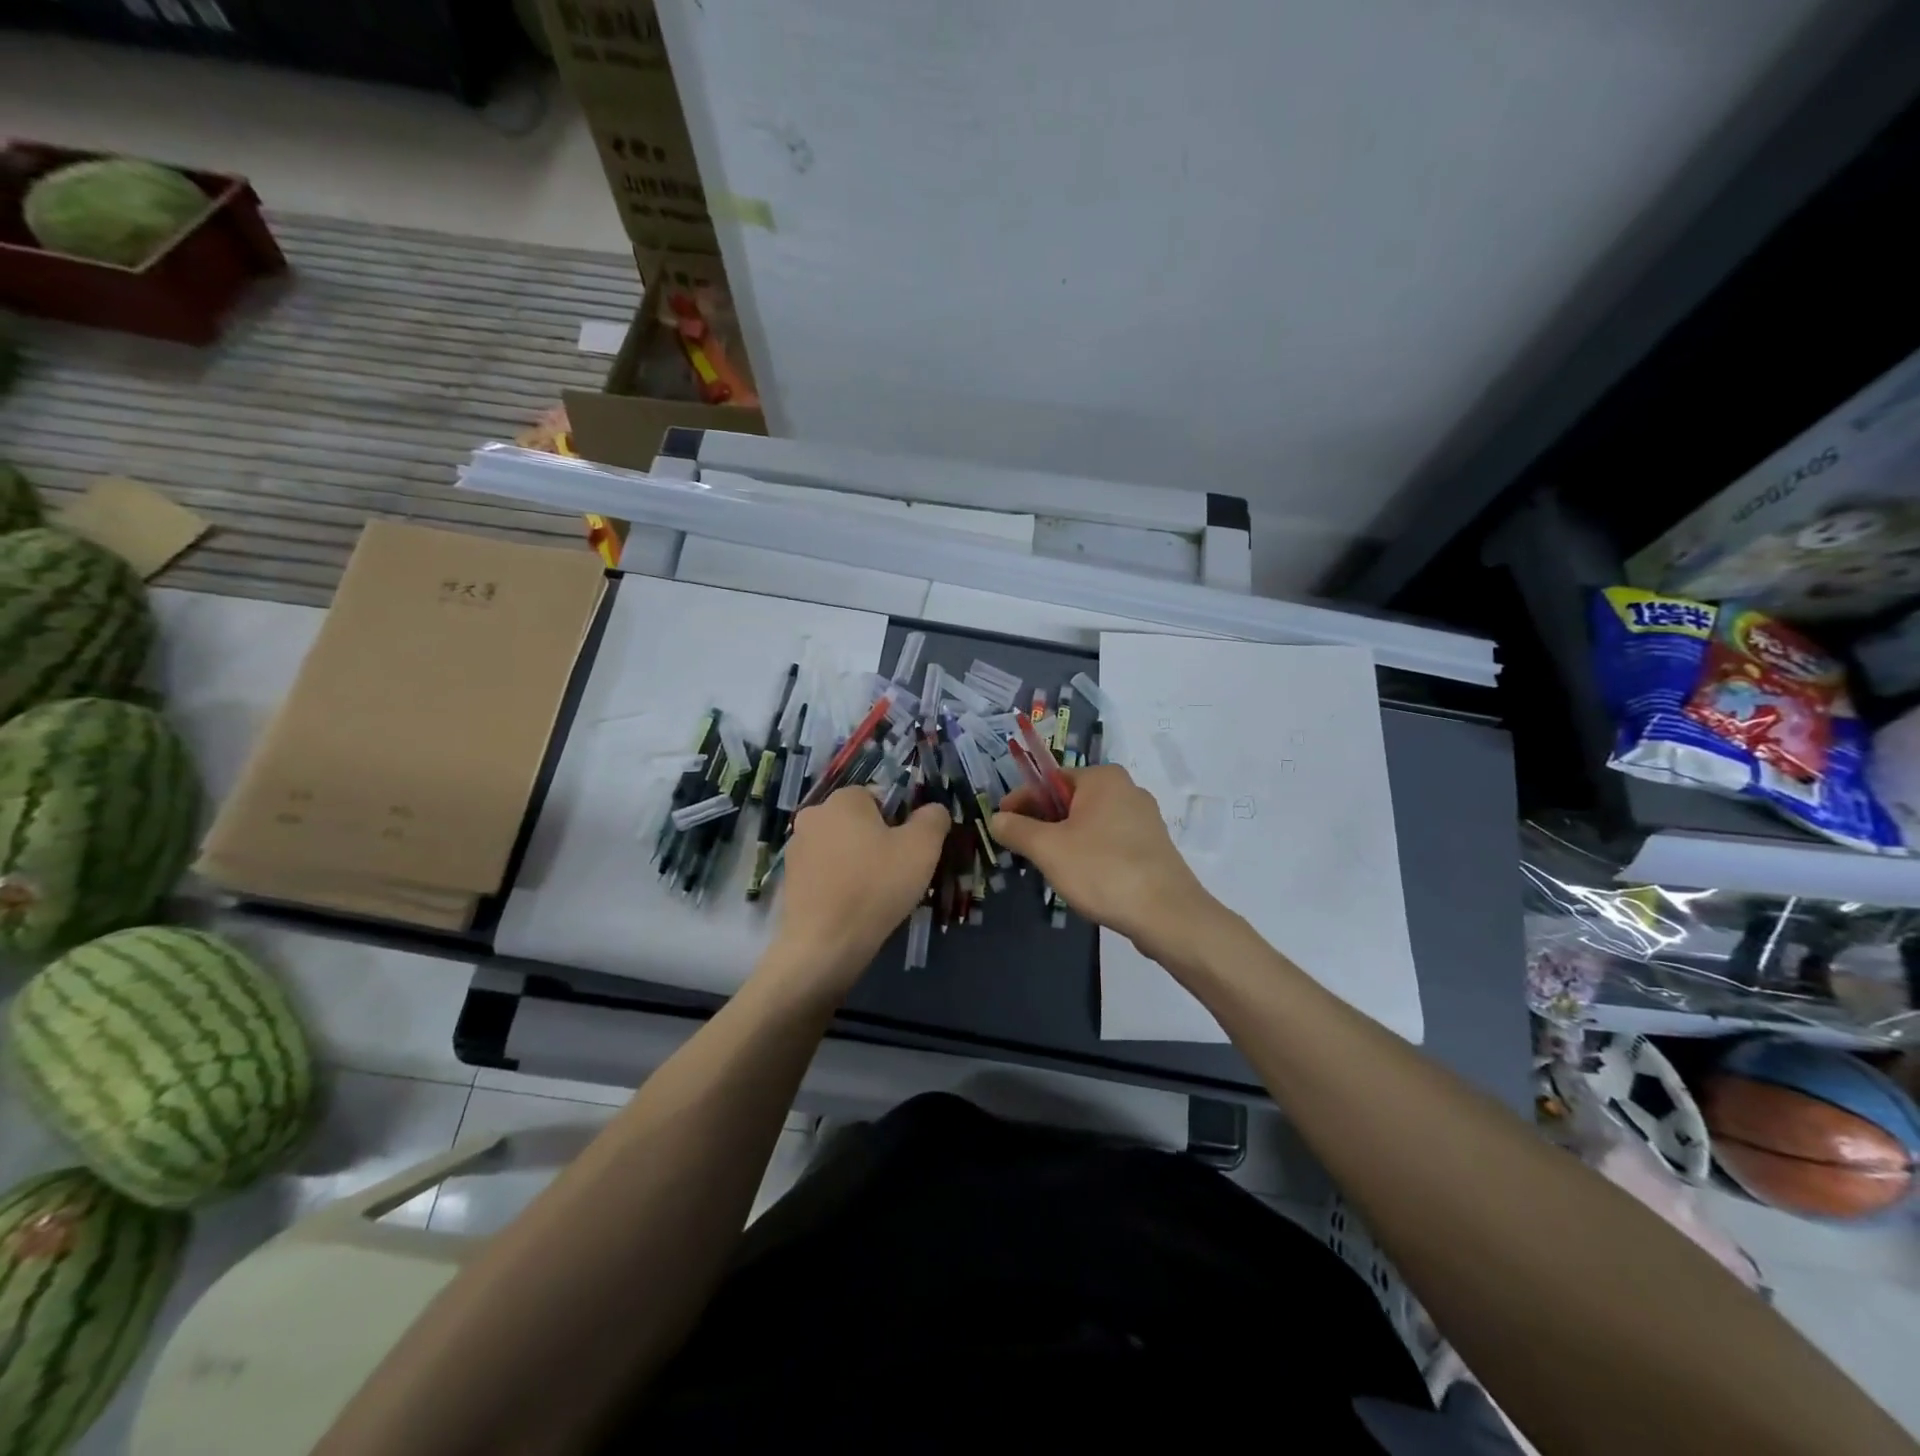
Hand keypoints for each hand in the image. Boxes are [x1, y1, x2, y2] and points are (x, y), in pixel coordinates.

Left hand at [771, 788, 948, 992]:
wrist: (825, 944)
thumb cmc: (876, 886)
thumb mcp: (922, 848)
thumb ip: (933, 819)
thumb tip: (933, 810)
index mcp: (843, 799)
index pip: (879, 797)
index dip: (899, 822)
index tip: (908, 850)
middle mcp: (814, 815)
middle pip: (858, 822)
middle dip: (877, 841)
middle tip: (896, 872)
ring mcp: (796, 848)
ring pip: (841, 847)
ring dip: (857, 861)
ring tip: (875, 893)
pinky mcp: (790, 879)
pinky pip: (824, 871)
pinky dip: (839, 882)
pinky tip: (852, 906)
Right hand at [991, 764, 1217, 969]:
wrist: (1166, 914)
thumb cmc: (1102, 870)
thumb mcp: (1048, 849)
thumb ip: (1017, 830)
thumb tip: (996, 819)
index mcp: (1103, 778)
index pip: (1050, 780)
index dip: (1022, 800)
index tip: (1001, 823)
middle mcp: (1127, 790)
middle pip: (1070, 801)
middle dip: (1043, 822)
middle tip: (1022, 849)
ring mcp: (1144, 819)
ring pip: (1090, 823)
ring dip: (1065, 840)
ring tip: (1049, 868)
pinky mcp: (1153, 847)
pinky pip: (1109, 841)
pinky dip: (1089, 854)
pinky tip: (1081, 879)